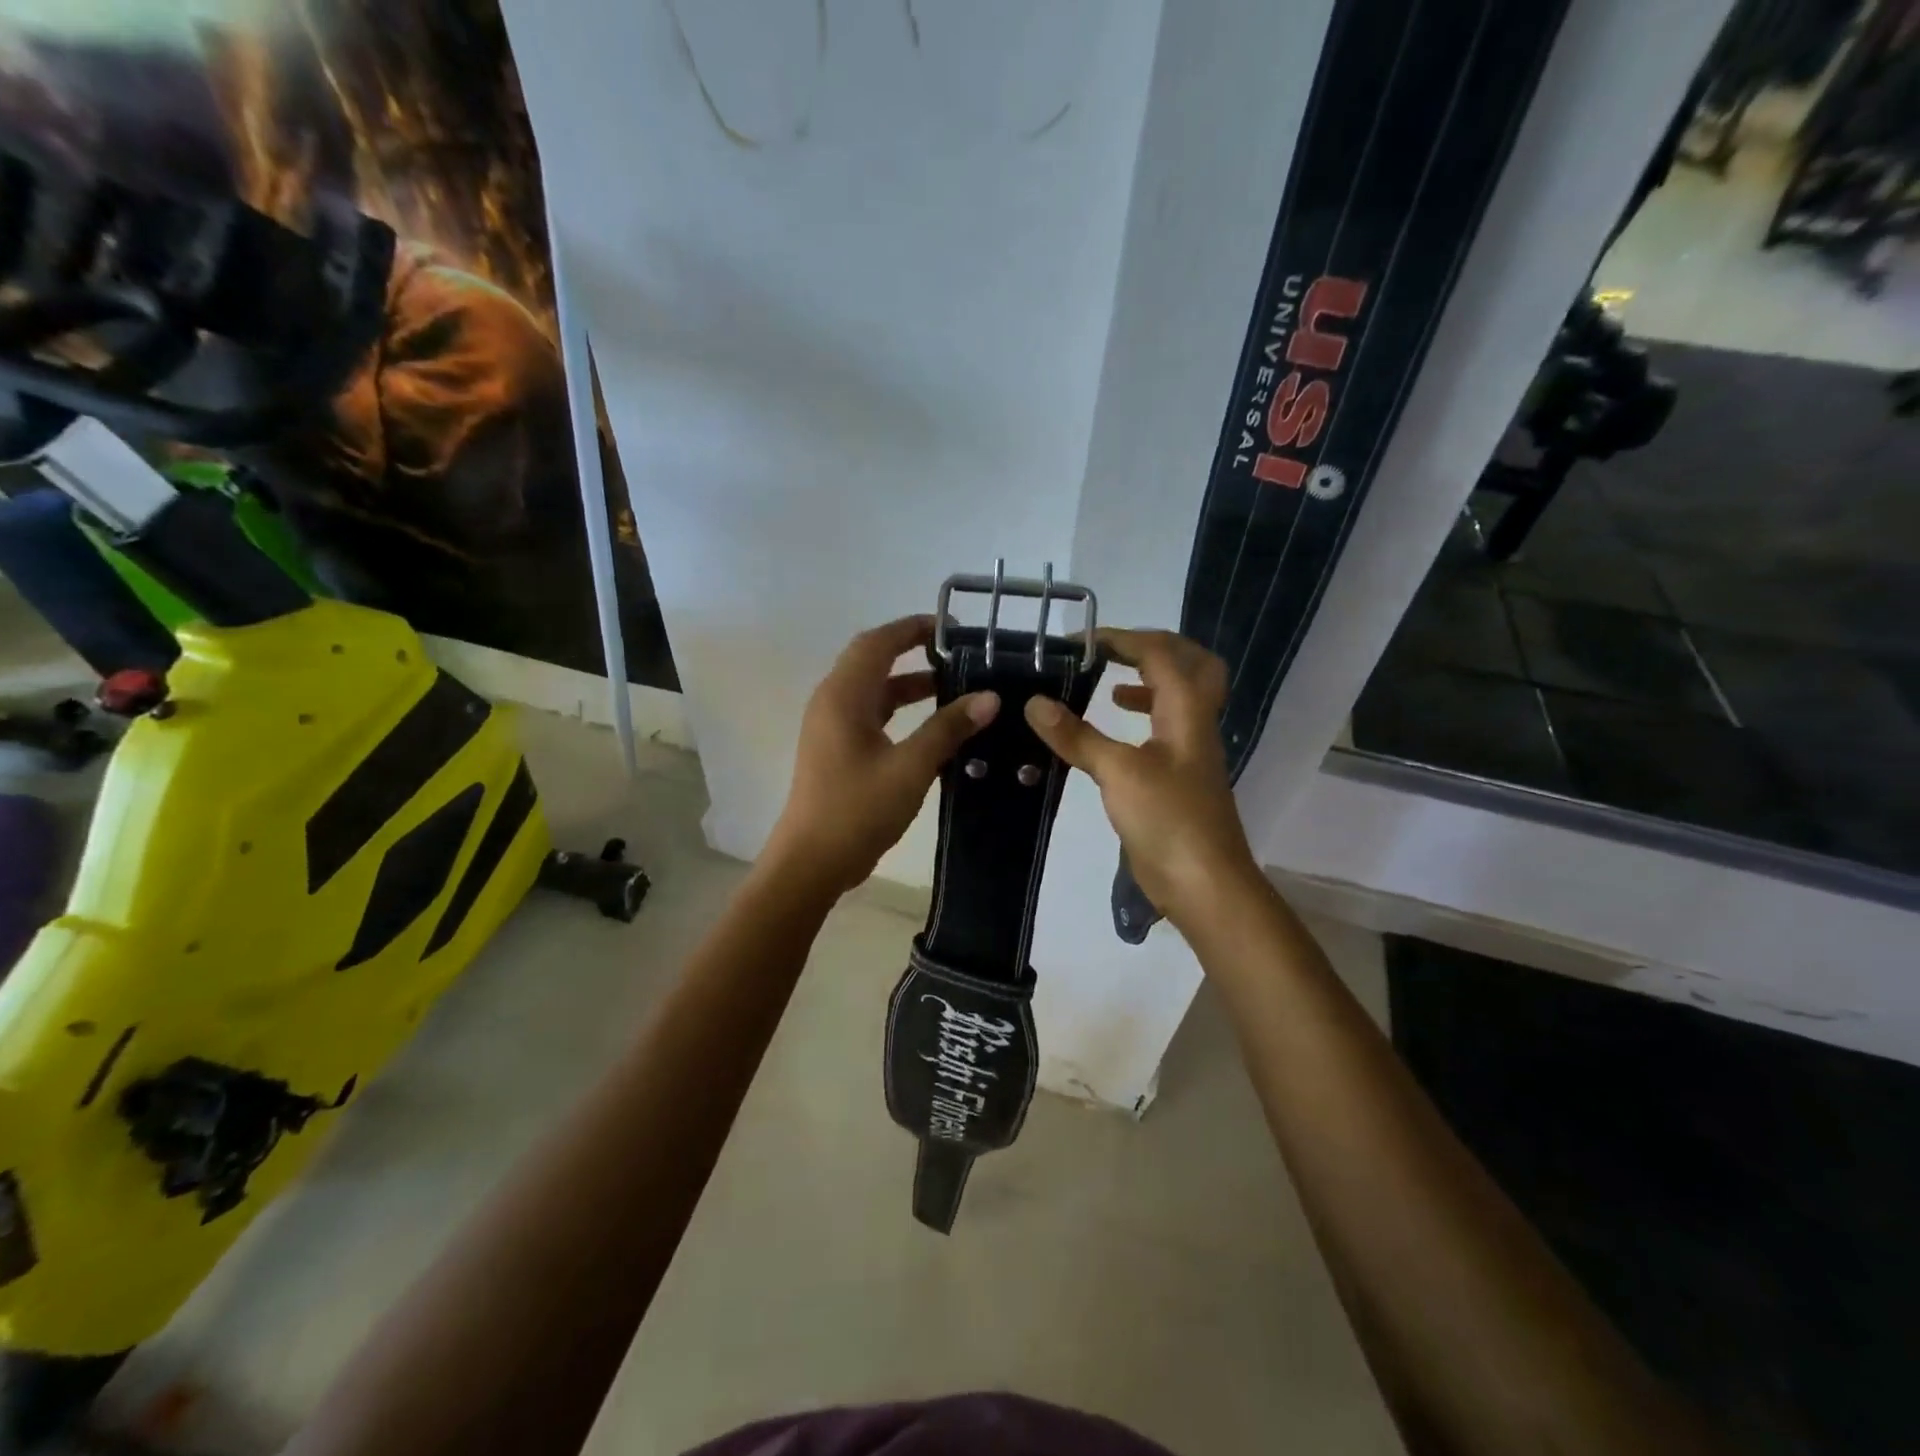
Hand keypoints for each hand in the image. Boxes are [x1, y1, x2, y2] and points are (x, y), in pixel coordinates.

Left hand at [768, 615, 999, 895]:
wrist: (812, 862)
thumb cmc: (857, 809)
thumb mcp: (910, 767)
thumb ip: (948, 728)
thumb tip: (989, 697)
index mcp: (843, 696)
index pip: (877, 643)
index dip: (912, 628)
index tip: (950, 628)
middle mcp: (832, 702)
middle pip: (872, 660)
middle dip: (912, 652)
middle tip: (957, 655)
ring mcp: (831, 727)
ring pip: (872, 690)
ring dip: (908, 684)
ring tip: (953, 687)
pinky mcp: (836, 750)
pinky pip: (870, 715)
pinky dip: (899, 711)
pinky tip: (931, 727)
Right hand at [1024, 628, 1259, 927]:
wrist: (1204, 884)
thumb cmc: (1168, 820)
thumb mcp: (1118, 772)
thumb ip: (1077, 735)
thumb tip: (1035, 702)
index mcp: (1188, 711)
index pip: (1160, 653)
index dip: (1121, 639)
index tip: (1079, 643)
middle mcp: (1195, 723)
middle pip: (1191, 665)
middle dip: (1152, 649)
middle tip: (1112, 651)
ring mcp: (1190, 752)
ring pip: (1179, 699)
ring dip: (1147, 683)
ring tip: (1108, 686)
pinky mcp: (1178, 778)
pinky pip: (1164, 731)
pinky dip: (1140, 719)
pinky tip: (1112, 733)